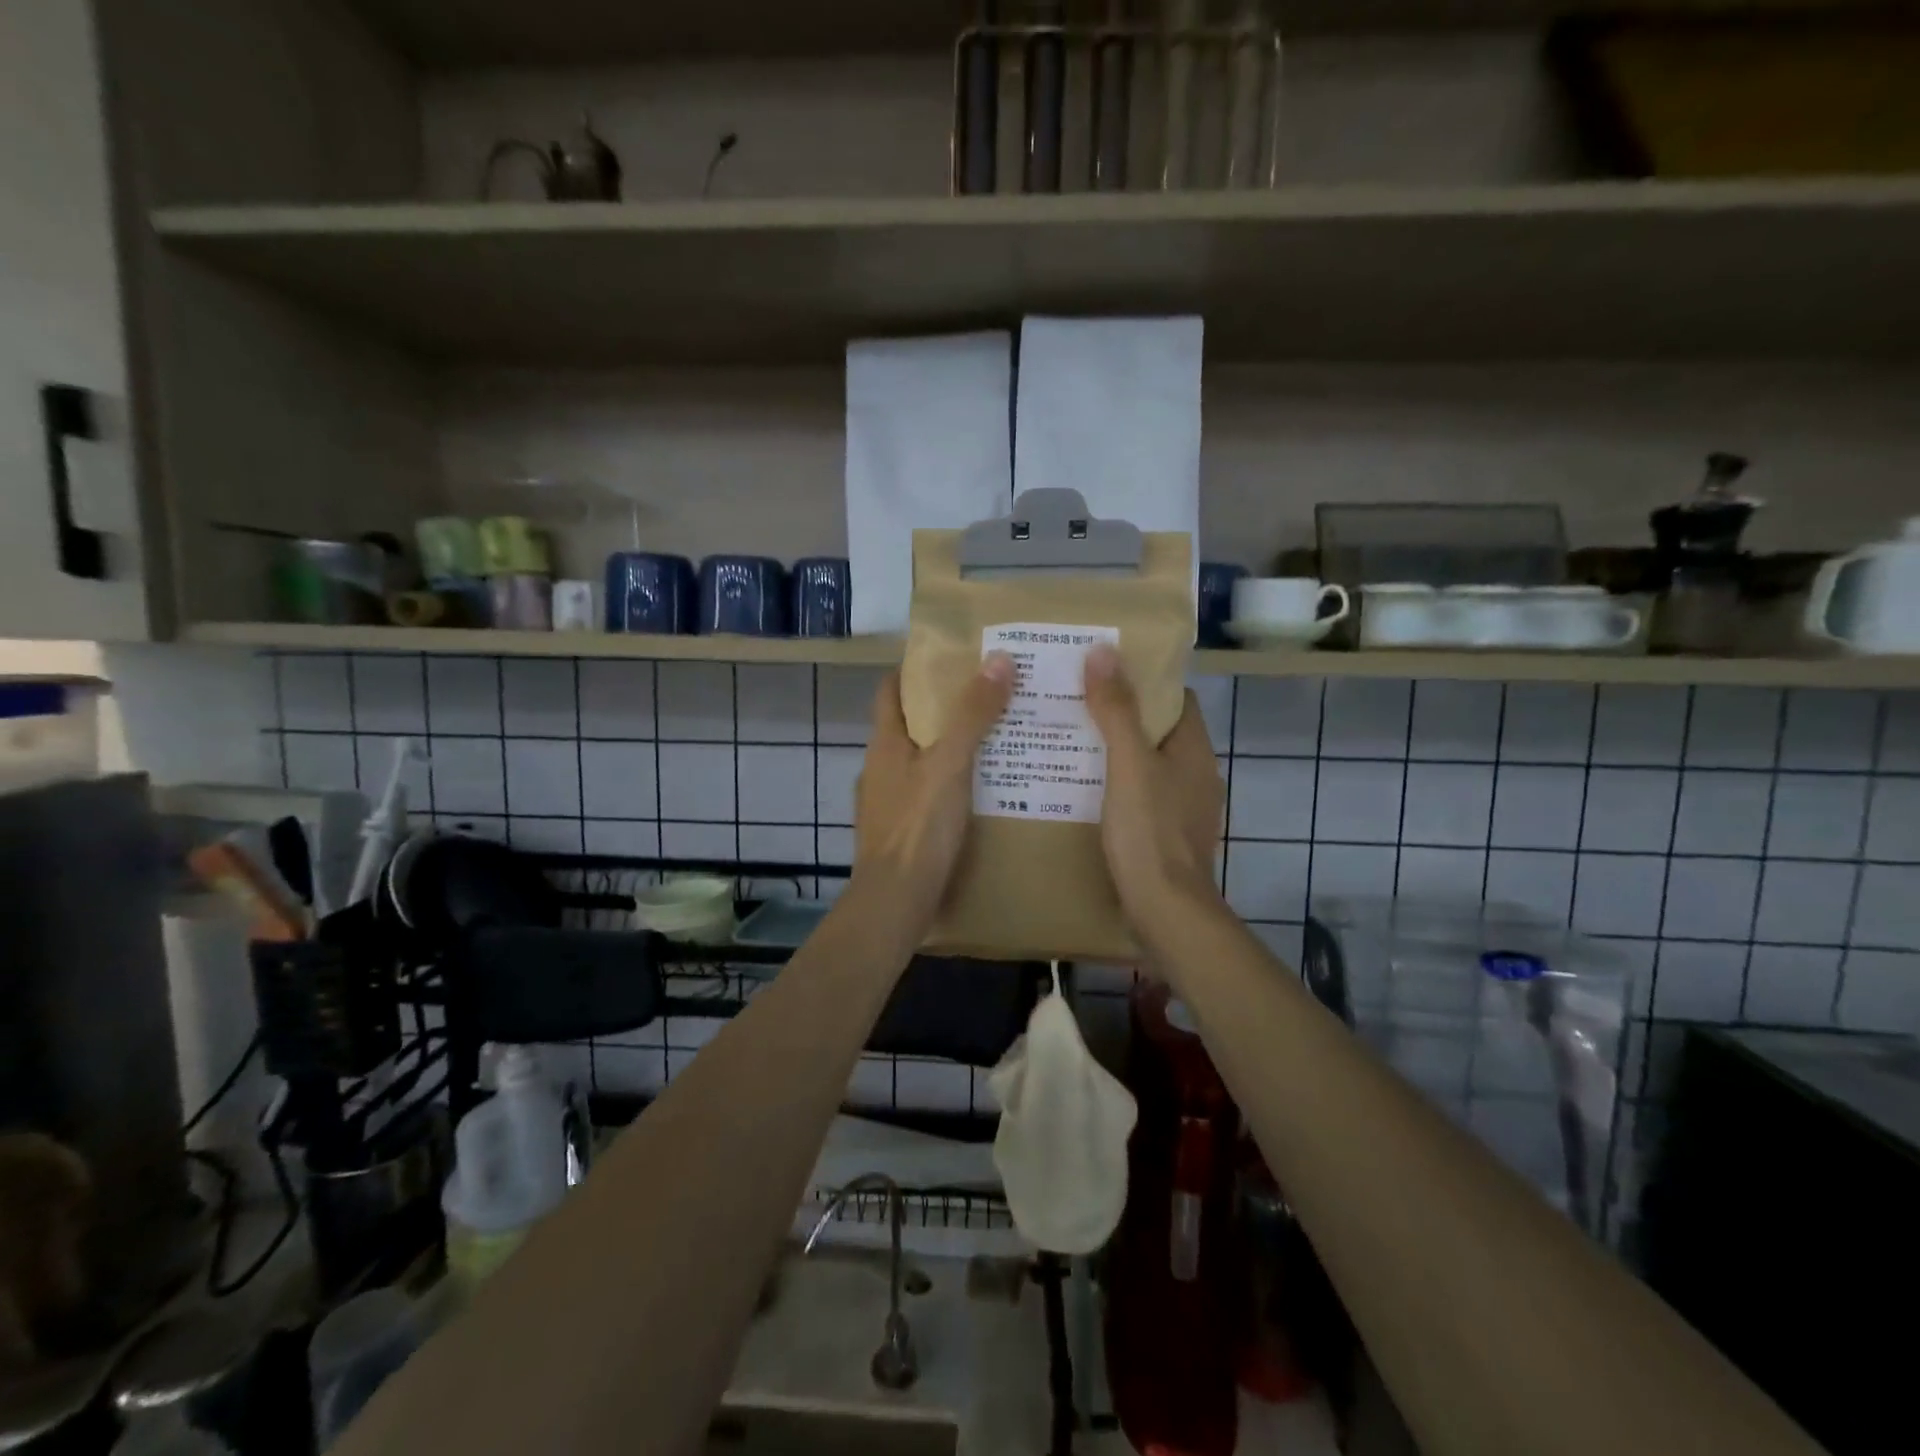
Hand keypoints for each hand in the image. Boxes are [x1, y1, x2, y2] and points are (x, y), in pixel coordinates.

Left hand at [853, 655, 1015, 929]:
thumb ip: (973, 714)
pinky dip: (950, 786)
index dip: (913, 671)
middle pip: (909, 726)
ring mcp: (886, 803)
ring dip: (949, 750)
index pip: (890, 691)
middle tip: (988, 698)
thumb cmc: (919, 826)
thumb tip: (998, 658)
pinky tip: (981, 794)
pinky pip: (926, 796)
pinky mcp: (899, 832)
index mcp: (884, 744)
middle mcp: (879, 768)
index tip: (950, 658)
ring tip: (994, 743)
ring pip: (920, 764)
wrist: (896, 900)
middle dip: (943, 710)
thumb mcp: (951, 763)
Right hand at [1083, 644, 1225, 948]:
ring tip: (1069, 742)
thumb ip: (1116, 710)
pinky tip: (1081, 790)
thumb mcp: (1128, 765)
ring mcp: (1182, 809)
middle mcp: (1195, 776)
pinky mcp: (1166, 837)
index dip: (1143, 682)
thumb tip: (1104, 651)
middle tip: (1075, 703)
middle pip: (1157, 732)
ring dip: (1114, 754)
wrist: (1165, 911)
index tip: (1104, 672)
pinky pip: (1139, 798)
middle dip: (1120, 716)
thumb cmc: (1149, 832)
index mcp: (1194, 751)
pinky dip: (1114, 787)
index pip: (1175, 699)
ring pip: (1145, 767)